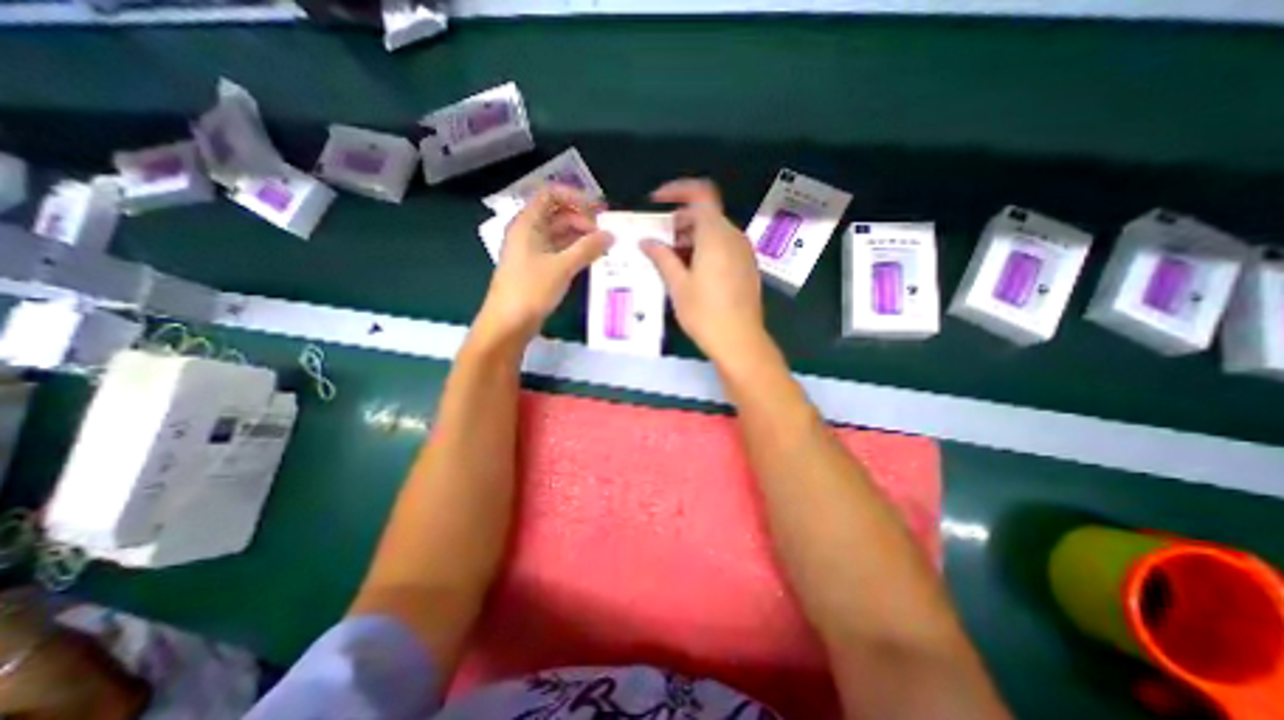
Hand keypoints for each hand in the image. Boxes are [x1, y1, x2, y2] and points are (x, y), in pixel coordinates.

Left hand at [477, 184, 611, 341]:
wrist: (508, 323)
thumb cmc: (531, 290)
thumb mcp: (562, 267)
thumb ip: (587, 248)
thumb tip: (611, 235)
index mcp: (527, 223)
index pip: (551, 195)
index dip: (575, 197)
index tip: (599, 210)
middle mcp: (529, 232)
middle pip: (558, 214)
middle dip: (583, 219)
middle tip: (606, 233)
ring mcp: (533, 251)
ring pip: (560, 234)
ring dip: (581, 237)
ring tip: (604, 247)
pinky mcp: (538, 268)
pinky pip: (559, 251)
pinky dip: (576, 252)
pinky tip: (592, 259)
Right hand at [640, 180, 764, 366]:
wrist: (740, 341)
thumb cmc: (705, 313)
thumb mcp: (678, 285)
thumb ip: (662, 257)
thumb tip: (646, 241)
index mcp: (716, 235)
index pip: (700, 194)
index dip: (677, 190)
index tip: (656, 202)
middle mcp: (734, 236)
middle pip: (705, 215)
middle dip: (679, 222)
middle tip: (657, 241)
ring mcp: (743, 252)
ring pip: (714, 232)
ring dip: (690, 237)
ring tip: (669, 259)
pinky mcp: (746, 267)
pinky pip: (723, 247)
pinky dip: (704, 249)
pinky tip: (690, 271)